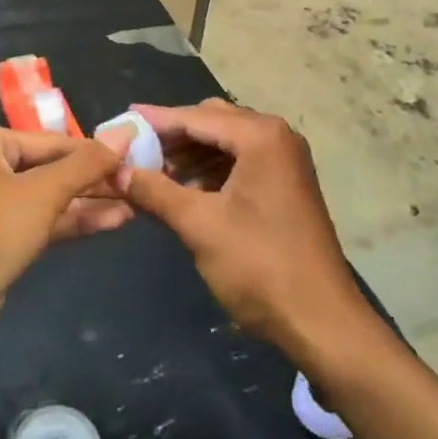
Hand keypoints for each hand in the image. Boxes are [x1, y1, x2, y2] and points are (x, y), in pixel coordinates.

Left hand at [0, 126, 133, 354]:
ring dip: (87, 203)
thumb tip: (126, 132)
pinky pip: (39, 224)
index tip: (135, 157)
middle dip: (93, 179)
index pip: (53, 141)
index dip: (94, 151)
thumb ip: (86, 164)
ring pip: (46, 199)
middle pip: (50, 169)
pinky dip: (70, 223)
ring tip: (134, 205)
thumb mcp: (42, 192)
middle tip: (138, 184)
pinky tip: (110, 223)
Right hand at [118, 100, 369, 363]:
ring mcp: (285, 160)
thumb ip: (155, 192)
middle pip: (213, 122)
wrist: (322, 321)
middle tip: (135, 151)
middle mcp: (277, 136)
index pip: (196, 117)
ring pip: (226, 142)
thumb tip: (115, 171)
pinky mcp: (286, 183)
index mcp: (260, 136)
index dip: (156, 121)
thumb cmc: (259, 267)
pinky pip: (240, 162)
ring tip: (153, 174)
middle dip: (173, 137)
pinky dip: (211, 170)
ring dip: (191, 155)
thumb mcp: (199, 226)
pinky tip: (186, 190)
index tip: (121, 122)